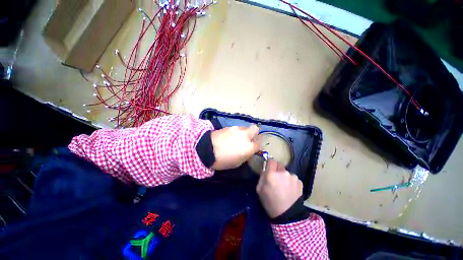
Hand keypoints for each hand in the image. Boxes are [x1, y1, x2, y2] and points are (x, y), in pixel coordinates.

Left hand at [210, 125, 259, 169]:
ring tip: (236, 138)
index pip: (258, 144)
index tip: (252, 149)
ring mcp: (237, 129)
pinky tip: (228, 137)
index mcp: (249, 147)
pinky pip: (236, 128)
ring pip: (245, 127)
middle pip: (255, 129)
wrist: (207, 149)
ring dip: (243, 133)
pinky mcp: (229, 126)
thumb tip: (247, 151)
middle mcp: (245, 135)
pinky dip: (235, 132)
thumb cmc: (223, 160)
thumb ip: (245, 155)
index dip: (255, 147)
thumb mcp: (237, 163)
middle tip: (248, 139)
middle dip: (254, 133)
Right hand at [256, 159, 302, 217]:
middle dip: (276, 169)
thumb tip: (265, 169)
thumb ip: (262, 176)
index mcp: (272, 174)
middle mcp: (283, 172)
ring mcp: (293, 176)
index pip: (271, 160)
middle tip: (275, 178)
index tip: (269, 167)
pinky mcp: (300, 181)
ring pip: (286, 172)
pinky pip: (292, 178)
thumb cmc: (270, 202)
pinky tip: (290, 190)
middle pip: (279, 164)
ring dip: (284, 176)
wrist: (288, 216)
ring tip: (284, 186)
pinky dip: (290, 181)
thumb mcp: (259, 189)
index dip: (269, 163)